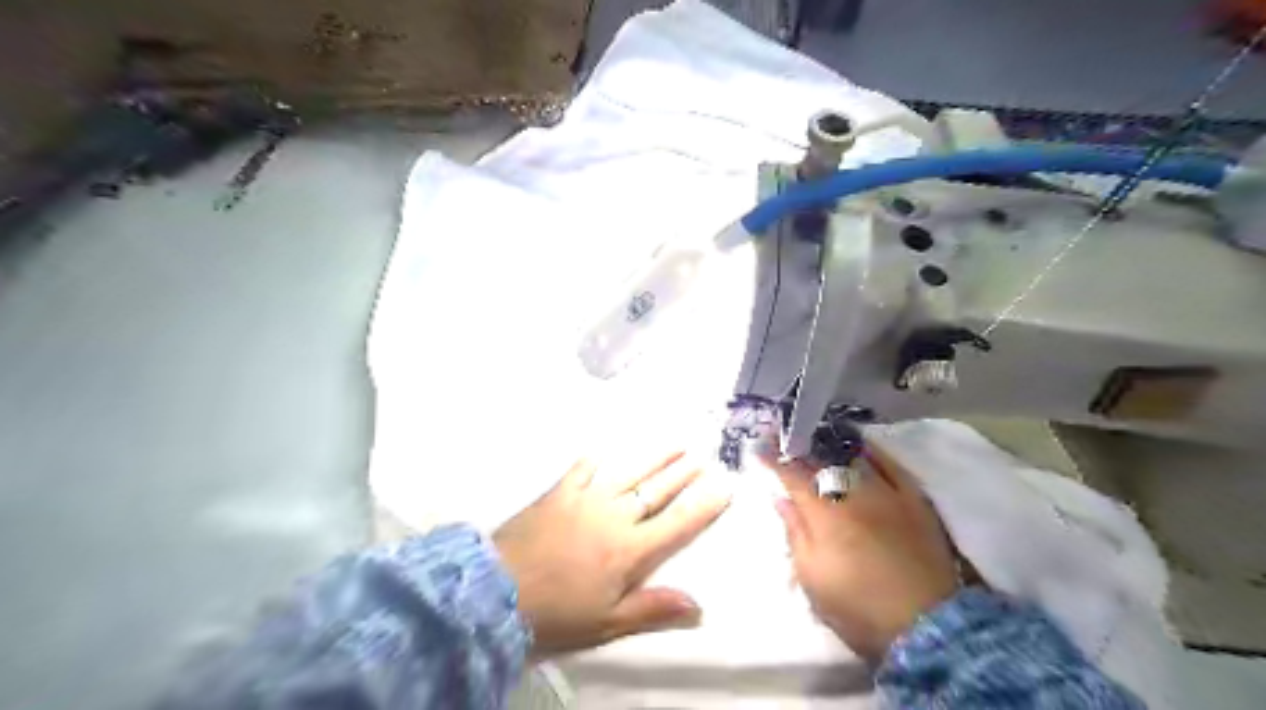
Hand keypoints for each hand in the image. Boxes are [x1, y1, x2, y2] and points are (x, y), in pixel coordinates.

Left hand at [494, 451, 733, 656]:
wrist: (497, 591)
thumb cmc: (556, 613)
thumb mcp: (607, 623)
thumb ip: (653, 609)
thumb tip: (698, 605)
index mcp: (631, 549)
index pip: (678, 523)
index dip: (704, 506)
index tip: (725, 487)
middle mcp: (615, 516)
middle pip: (657, 491)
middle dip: (683, 474)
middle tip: (703, 457)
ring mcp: (586, 499)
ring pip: (629, 473)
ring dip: (654, 458)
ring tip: (675, 444)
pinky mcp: (558, 492)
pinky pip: (582, 469)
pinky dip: (595, 459)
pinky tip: (604, 450)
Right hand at [760, 440, 960, 662]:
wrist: (928, 626)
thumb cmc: (858, 607)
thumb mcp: (812, 578)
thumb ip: (795, 533)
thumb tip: (781, 498)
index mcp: (823, 513)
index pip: (792, 476)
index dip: (774, 459)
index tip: (759, 445)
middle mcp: (852, 493)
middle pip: (820, 462)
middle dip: (798, 447)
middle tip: (783, 435)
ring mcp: (886, 493)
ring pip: (853, 459)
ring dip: (830, 445)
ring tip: (816, 435)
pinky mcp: (914, 500)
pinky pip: (892, 466)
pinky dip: (874, 452)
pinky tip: (861, 444)